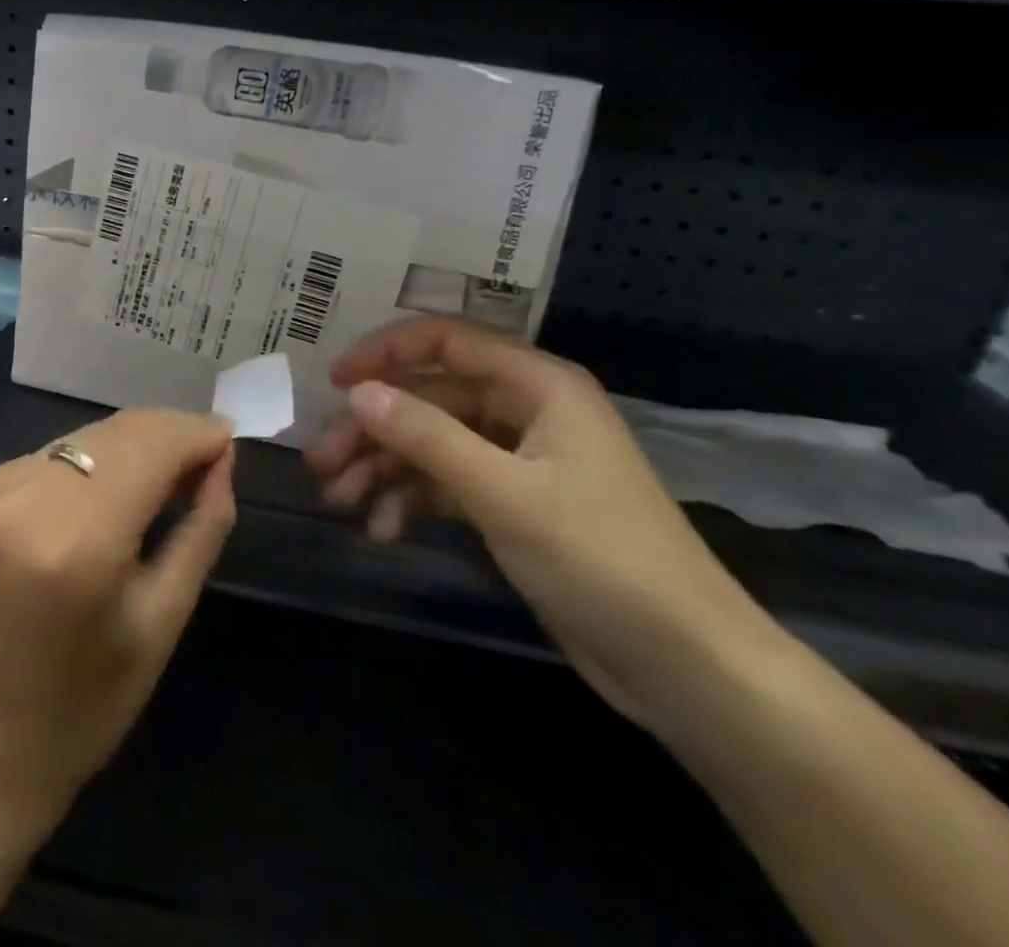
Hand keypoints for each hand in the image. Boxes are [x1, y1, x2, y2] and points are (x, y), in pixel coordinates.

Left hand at [0, 409, 235, 828]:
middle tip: (205, 456)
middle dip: (166, 435)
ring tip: (162, 475)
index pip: (148, 448)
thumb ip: (202, 526)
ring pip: (81, 440)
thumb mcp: (164, 618)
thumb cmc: (88, 700)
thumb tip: (220, 457)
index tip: (228, 438)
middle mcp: (22, 499)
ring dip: (127, 447)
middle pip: (113, 433)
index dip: (193, 434)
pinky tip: (103, 496)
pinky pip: (47, 458)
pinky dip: (85, 467)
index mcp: (75, 541)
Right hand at [306, 317, 770, 729]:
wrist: (686, 667)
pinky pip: (446, 483)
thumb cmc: (601, 560)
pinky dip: (411, 500)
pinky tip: (382, 528)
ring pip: (432, 443)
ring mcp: (518, 459)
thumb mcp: (503, 493)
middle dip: (374, 428)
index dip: (385, 352)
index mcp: (538, 385)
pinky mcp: (512, 504)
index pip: (446, 341)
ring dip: (383, 467)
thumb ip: (426, 436)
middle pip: (429, 398)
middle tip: (321, 461)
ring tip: (338, 499)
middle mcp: (526, 410)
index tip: (334, 382)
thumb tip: (357, 393)